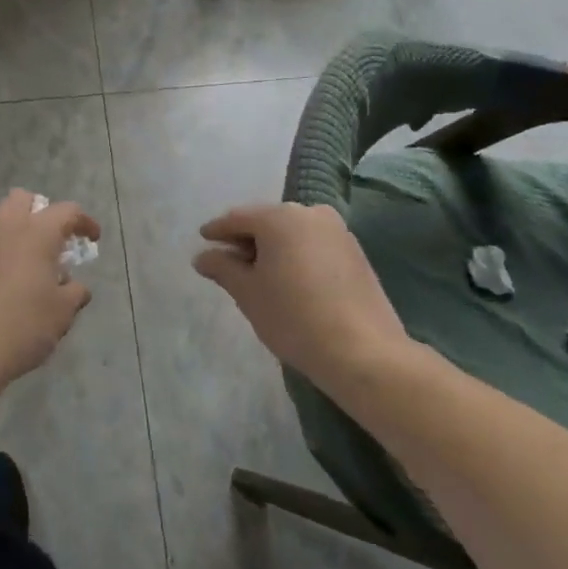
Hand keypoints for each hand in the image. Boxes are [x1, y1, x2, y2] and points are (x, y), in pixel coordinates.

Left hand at [0, 190, 99, 387]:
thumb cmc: (23, 325)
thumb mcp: (61, 313)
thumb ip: (74, 293)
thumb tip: (76, 287)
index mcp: (36, 232)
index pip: (67, 211)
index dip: (84, 222)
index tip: (93, 238)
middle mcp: (6, 227)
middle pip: (24, 199)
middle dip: (42, 212)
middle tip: (54, 241)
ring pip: (2, 219)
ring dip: (19, 231)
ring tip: (32, 265)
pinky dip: (1, 252)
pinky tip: (7, 283)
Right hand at [193, 202, 412, 397]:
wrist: (365, 355)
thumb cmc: (294, 318)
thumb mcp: (248, 293)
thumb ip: (222, 268)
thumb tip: (202, 256)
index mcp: (279, 217)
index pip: (237, 219)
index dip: (217, 231)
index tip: (203, 239)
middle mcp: (309, 213)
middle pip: (267, 222)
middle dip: (247, 240)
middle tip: (229, 262)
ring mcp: (337, 231)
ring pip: (292, 233)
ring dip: (273, 249)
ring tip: (260, 275)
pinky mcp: (355, 253)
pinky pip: (314, 245)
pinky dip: (297, 256)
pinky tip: (290, 280)